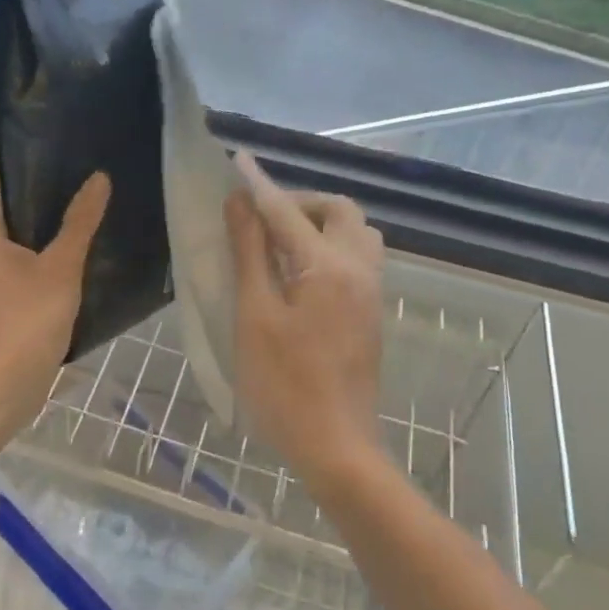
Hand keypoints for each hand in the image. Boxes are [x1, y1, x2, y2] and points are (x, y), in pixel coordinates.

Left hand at [0, 172, 109, 411]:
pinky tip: (83, 256)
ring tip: (93, 212)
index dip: (31, 166)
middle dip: (49, 197)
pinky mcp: (5, 300)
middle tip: (90, 182)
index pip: (2, 183)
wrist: (5, 387)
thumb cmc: (28, 320)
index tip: (67, 156)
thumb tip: (99, 178)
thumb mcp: (61, 267)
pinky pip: (28, 266)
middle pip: (15, 211)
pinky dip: (50, 258)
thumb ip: (80, 222)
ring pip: (24, 241)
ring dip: (53, 230)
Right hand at [225, 154, 384, 489]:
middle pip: (339, 210)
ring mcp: (370, 292)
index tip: (237, 162)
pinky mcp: (370, 312)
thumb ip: (250, 253)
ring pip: (356, 233)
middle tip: (261, 218)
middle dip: (301, 201)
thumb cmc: (284, 384)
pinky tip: (301, 272)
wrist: (336, 447)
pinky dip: (331, 246)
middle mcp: (358, 269)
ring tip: (281, 243)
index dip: (259, 186)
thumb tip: (241, 203)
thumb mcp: (254, 315)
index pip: (288, 210)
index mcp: (327, 266)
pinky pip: (358, 257)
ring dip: (321, 223)